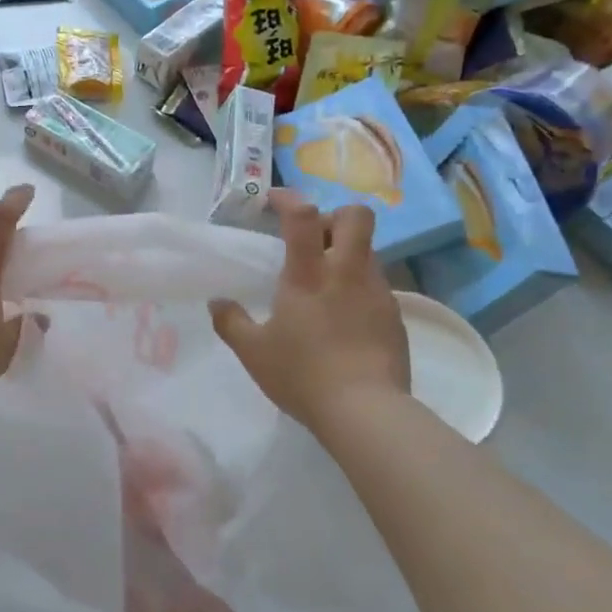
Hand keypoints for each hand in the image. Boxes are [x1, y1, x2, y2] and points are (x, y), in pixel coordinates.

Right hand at [208, 193, 410, 429]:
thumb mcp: (254, 352)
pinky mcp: (395, 316)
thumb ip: (231, 322)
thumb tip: (216, 302)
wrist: (367, 412)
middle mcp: (347, 272)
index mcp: (309, 275)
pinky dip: (358, 287)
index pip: (303, 215)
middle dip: (334, 216)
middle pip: (356, 216)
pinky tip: (343, 317)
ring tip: (325, 285)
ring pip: (368, 251)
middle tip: (313, 240)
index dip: (289, 199)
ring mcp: (377, 292)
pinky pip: (375, 285)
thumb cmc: (303, 375)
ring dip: (346, 254)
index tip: (274, 201)